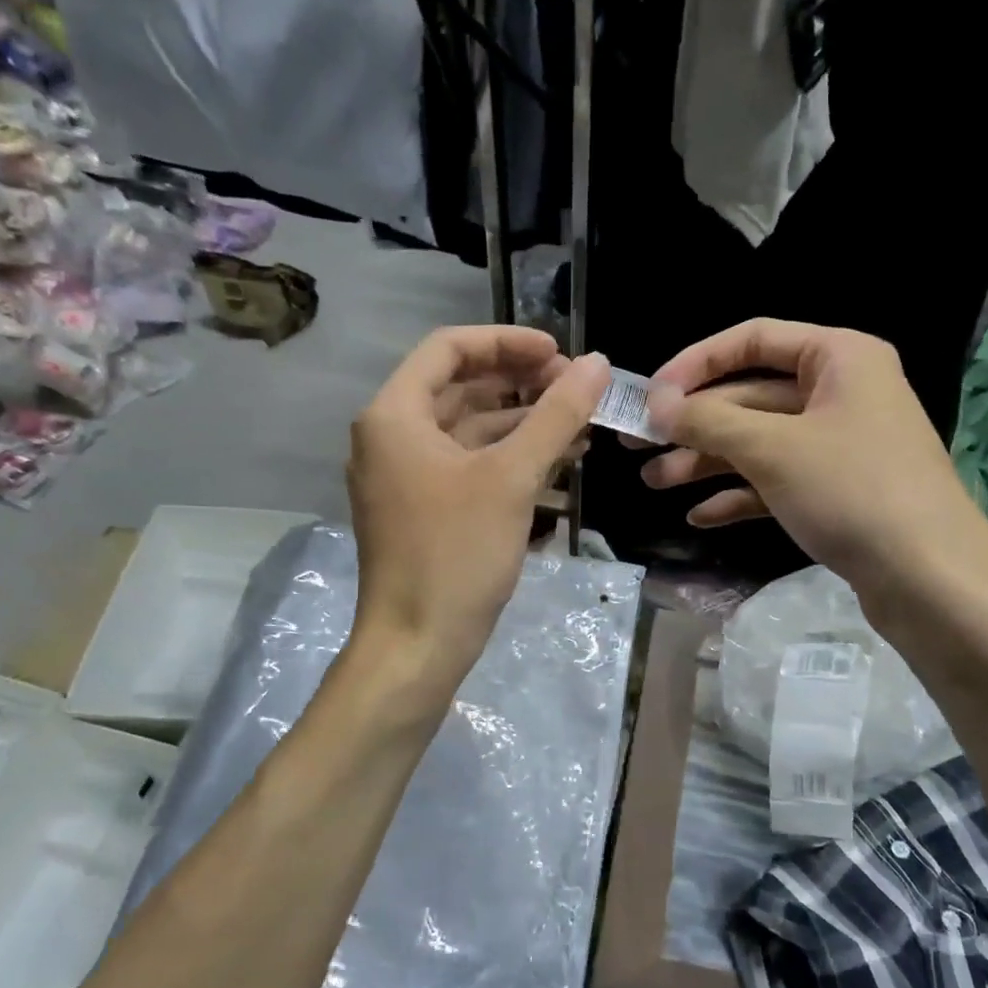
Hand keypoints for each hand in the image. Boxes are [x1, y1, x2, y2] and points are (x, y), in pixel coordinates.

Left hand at [348, 325, 608, 692]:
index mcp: (394, 415)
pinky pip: (469, 464)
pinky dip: (510, 457)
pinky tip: (559, 460)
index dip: (507, 342)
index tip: (559, 353)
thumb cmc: (457, 554)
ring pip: (469, 428)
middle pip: (460, 386)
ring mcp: (405, 475)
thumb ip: (556, 415)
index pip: (449, 348)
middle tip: (575, 387)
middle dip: (520, 382)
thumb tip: (595, 363)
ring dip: (522, 421)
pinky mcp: (424, 507)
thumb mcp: (512, 478)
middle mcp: (391, 436)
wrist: (417, 646)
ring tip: (579, 422)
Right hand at [635, 319, 987, 608]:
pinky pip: (777, 480)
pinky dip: (739, 494)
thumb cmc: (852, 491)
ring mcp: (840, 444)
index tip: (652, 394)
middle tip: (638, 446)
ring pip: (759, 441)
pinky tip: (700, 516)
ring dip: (707, 461)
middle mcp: (841, 392)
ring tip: (654, 483)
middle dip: (694, 424)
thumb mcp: (772, 448)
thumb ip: (708, 420)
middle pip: (750, 396)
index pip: (753, 339)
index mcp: (838, 358)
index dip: (696, 362)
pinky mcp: (837, 490)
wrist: (932, 580)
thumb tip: (657, 404)